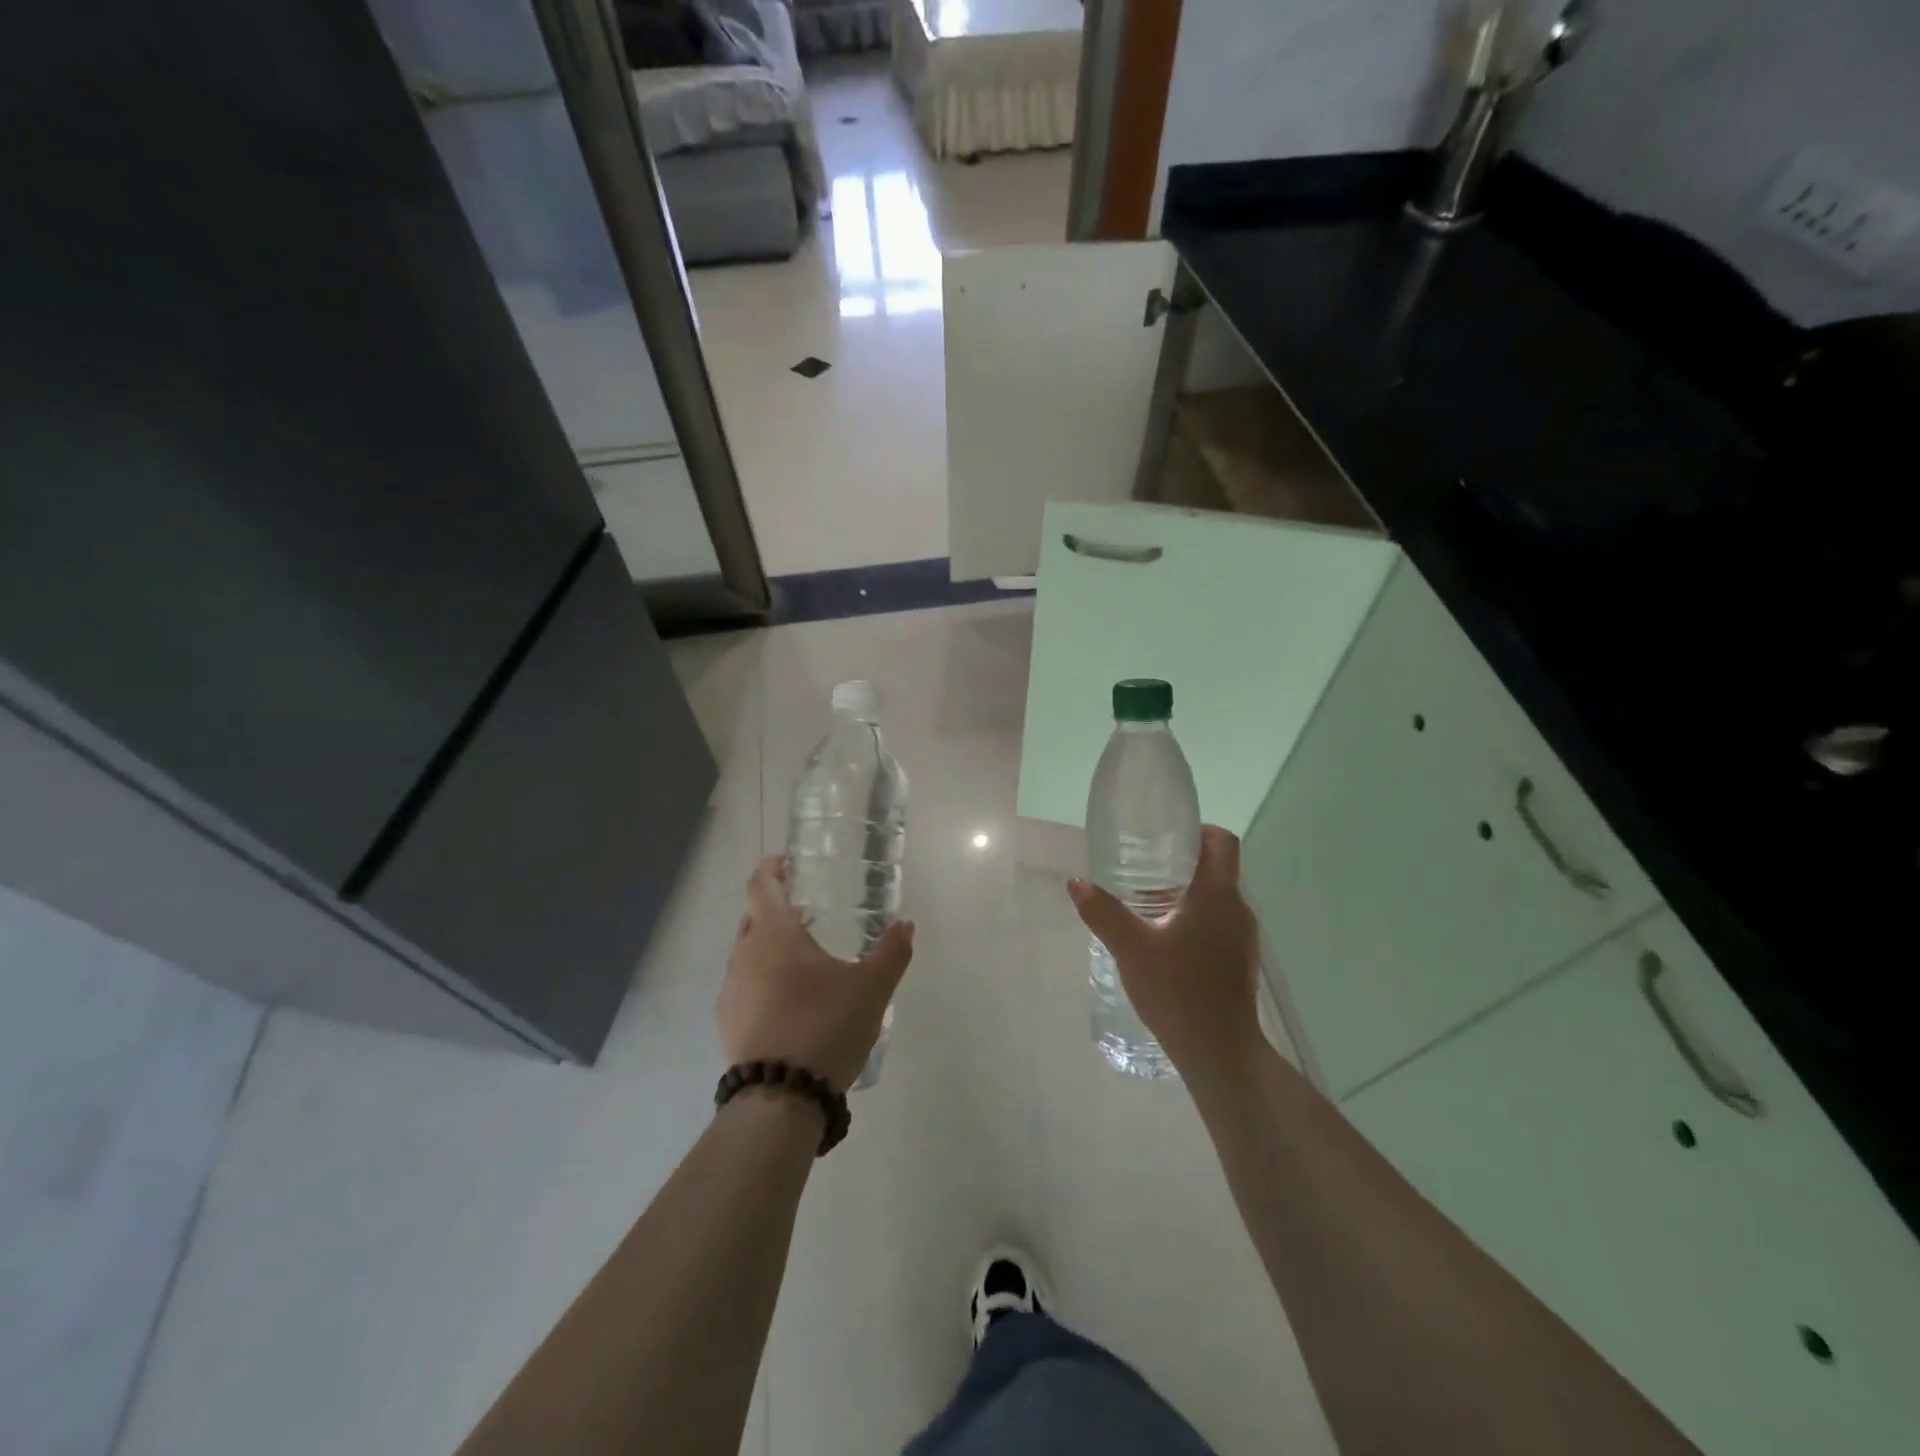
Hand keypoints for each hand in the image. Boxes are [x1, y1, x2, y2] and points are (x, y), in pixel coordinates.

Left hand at [716, 857, 915, 1090]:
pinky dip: (762, 981)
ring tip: (802, 962)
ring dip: (769, 948)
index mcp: (774, 934)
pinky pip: (743, 986)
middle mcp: (744, 954)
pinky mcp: (726, 1023)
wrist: (781, 1098)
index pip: (760, 884)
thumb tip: (905, 925)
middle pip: (752, 917)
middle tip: (807, 913)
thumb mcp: (872, 988)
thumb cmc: (826, 1026)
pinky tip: (789, 1003)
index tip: (786, 863)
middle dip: (774, 909)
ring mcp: (730, 990)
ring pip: (746, 954)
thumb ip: (892, 952)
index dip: (771, 868)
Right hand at [1068, 826, 1263, 1077]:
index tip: (1168, 836)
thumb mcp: (1131, 948)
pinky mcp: (1239, 961)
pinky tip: (1164, 940)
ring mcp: (1242, 937)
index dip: (1199, 830)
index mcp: (1217, 894)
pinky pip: (1218, 924)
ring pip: (1217, 898)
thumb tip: (1076, 883)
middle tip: (1143, 868)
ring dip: (1187, 894)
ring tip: (1148, 904)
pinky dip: (1194, 919)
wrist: (1220, 1052)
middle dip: (1183, 863)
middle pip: (1218, 868)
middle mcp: (1237, 908)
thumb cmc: (1177, 990)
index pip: (1222, 841)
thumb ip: (1103, 912)